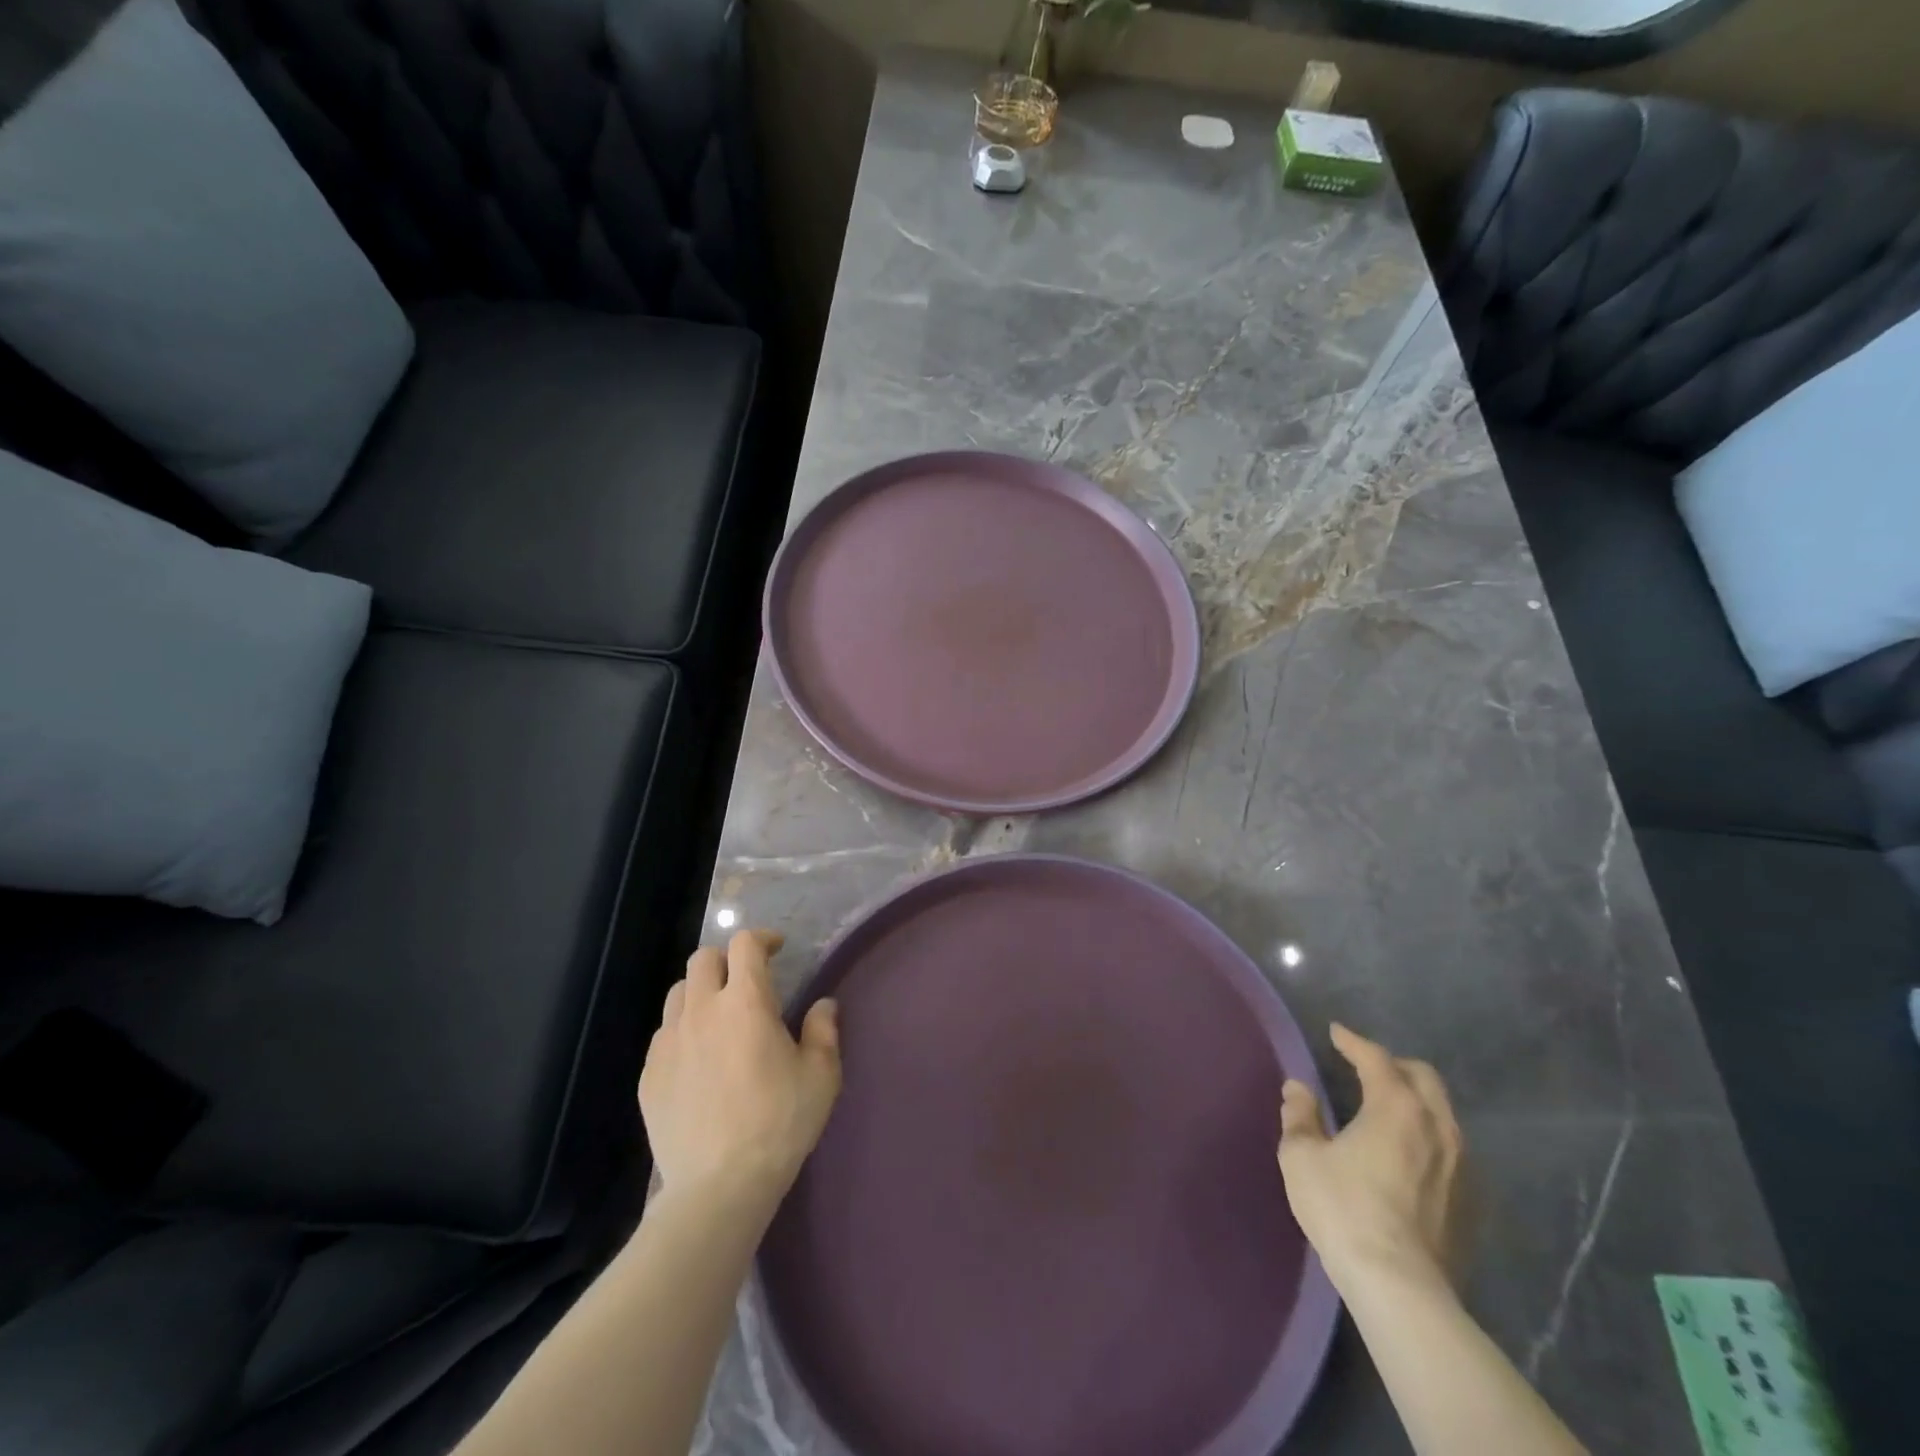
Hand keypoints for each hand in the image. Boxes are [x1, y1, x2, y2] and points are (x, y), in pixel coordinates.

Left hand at [640, 929, 841, 1208]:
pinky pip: (664, 1034)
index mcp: (746, 1002)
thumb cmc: (779, 1123)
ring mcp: (669, 1041)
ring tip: (719, 1017)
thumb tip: (823, 1004)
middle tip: (747, 981)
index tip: (777, 949)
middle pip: (703, 958)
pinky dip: (683, 1030)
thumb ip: (824, 1030)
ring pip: (678, 993)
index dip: (762, 938)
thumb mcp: (821, 1075)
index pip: (745, 944)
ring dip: (700, 992)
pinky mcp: (649, 1074)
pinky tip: (699, 1059)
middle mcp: (702, 1010)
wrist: (718, 1186)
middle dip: (727, 959)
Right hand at [1277, 1023, 1464, 1294]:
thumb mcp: (1302, 1156)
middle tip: (1366, 1067)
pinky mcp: (1473, 1203)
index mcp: (1396, 1107)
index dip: (1353, 1042)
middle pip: (1423, 1078)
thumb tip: (1298, 1088)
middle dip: (1394, 1065)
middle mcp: (1438, 1127)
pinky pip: (1453, 1151)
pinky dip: (1429, 1138)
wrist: (1400, 1287)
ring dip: (1416, 1102)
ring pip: (1443, 1114)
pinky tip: (1410, 1156)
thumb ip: (1300, 1115)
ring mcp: (1463, 1166)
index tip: (1337, 1033)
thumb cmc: (1344, 1209)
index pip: (1376, 1058)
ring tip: (1389, 1110)